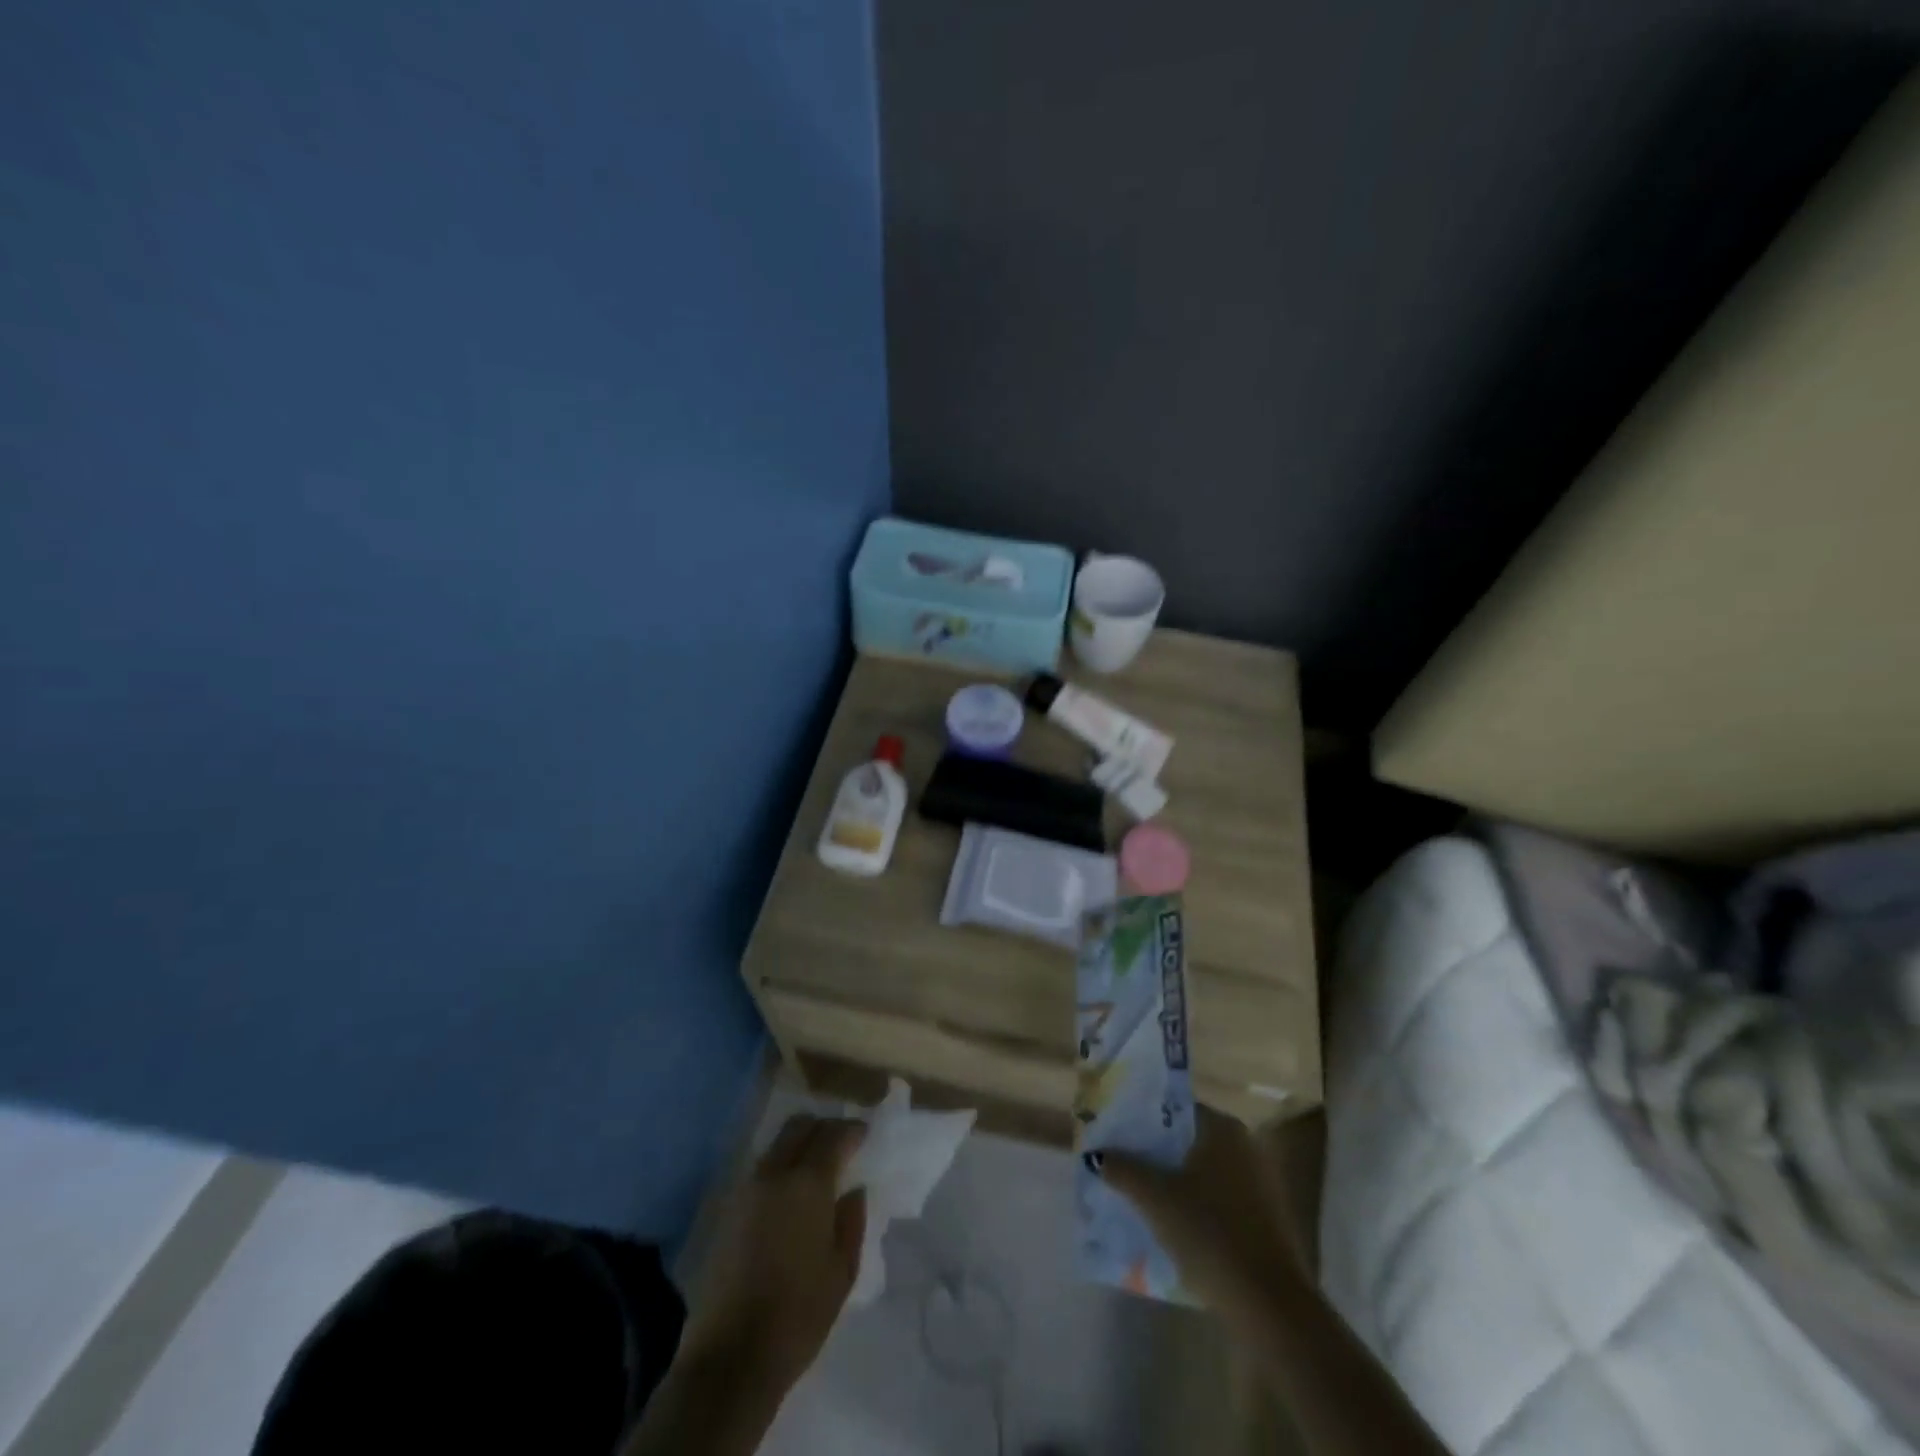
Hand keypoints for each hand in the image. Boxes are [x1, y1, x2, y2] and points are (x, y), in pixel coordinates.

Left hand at [682, 1114, 866, 1393]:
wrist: (731, 1356)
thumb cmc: (798, 1314)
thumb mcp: (842, 1271)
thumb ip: (851, 1222)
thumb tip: (853, 1190)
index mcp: (808, 1184)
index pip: (833, 1135)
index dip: (852, 1130)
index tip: (865, 1134)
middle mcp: (774, 1174)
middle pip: (799, 1126)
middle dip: (823, 1126)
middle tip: (841, 1142)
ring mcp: (746, 1189)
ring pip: (777, 1144)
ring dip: (799, 1143)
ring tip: (817, 1165)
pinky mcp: (728, 1209)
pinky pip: (761, 1168)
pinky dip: (780, 1165)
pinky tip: (791, 1191)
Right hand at [1101, 1105, 1303, 1318]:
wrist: (1271, 1305)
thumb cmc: (1211, 1234)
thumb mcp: (1157, 1199)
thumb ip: (1124, 1170)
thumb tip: (1097, 1155)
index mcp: (1223, 1128)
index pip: (1174, 1109)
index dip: (1142, 1121)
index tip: (1117, 1134)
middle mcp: (1245, 1145)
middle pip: (1188, 1140)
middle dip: (1156, 1152)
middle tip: (1123, 1163)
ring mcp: (1260, 1182)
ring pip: (1204, 1170)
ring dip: (1175, 1180)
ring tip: (1141, 1194)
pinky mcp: (1266, 1217)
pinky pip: (1220, 1197)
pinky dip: (1197, 1203)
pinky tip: (1174, 1223)